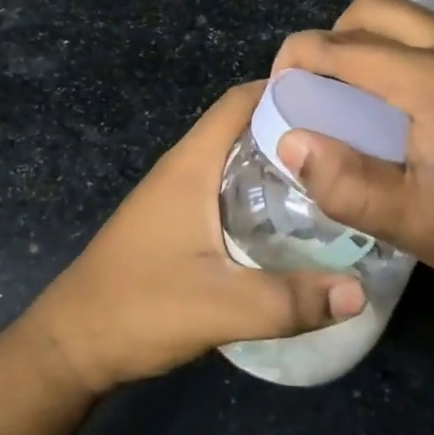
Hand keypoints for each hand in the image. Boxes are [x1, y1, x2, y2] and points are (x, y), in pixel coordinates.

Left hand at [21, 83, 367, 394]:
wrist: (72, 345)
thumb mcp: (220, 307)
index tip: (339, 99)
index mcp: (191, 164)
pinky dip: (260, 189)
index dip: (286, 88)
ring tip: (333, 177)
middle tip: (351, 143)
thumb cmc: (139, 309)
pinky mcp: (176, 221)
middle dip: (294, 126)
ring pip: (235, 158)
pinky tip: (291, 219)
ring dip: (278, 160)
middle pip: (244, 125)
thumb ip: (290, 301)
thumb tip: (361, 291)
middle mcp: (184, 168)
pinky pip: (227, 187)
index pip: (241, 100)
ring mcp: (177, 194)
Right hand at [271, 0, 433, 313]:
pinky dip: (400, 53)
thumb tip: (290, 141)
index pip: (349, 47)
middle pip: (377, 9)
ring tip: (353, 95)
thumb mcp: (411, 225)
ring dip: (368, 42)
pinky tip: (399, 104)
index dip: (301, 56)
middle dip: (333, 36)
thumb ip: (345, 183)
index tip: (278, 84)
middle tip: (317, 85)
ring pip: (407, 19)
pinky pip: (433, 37)